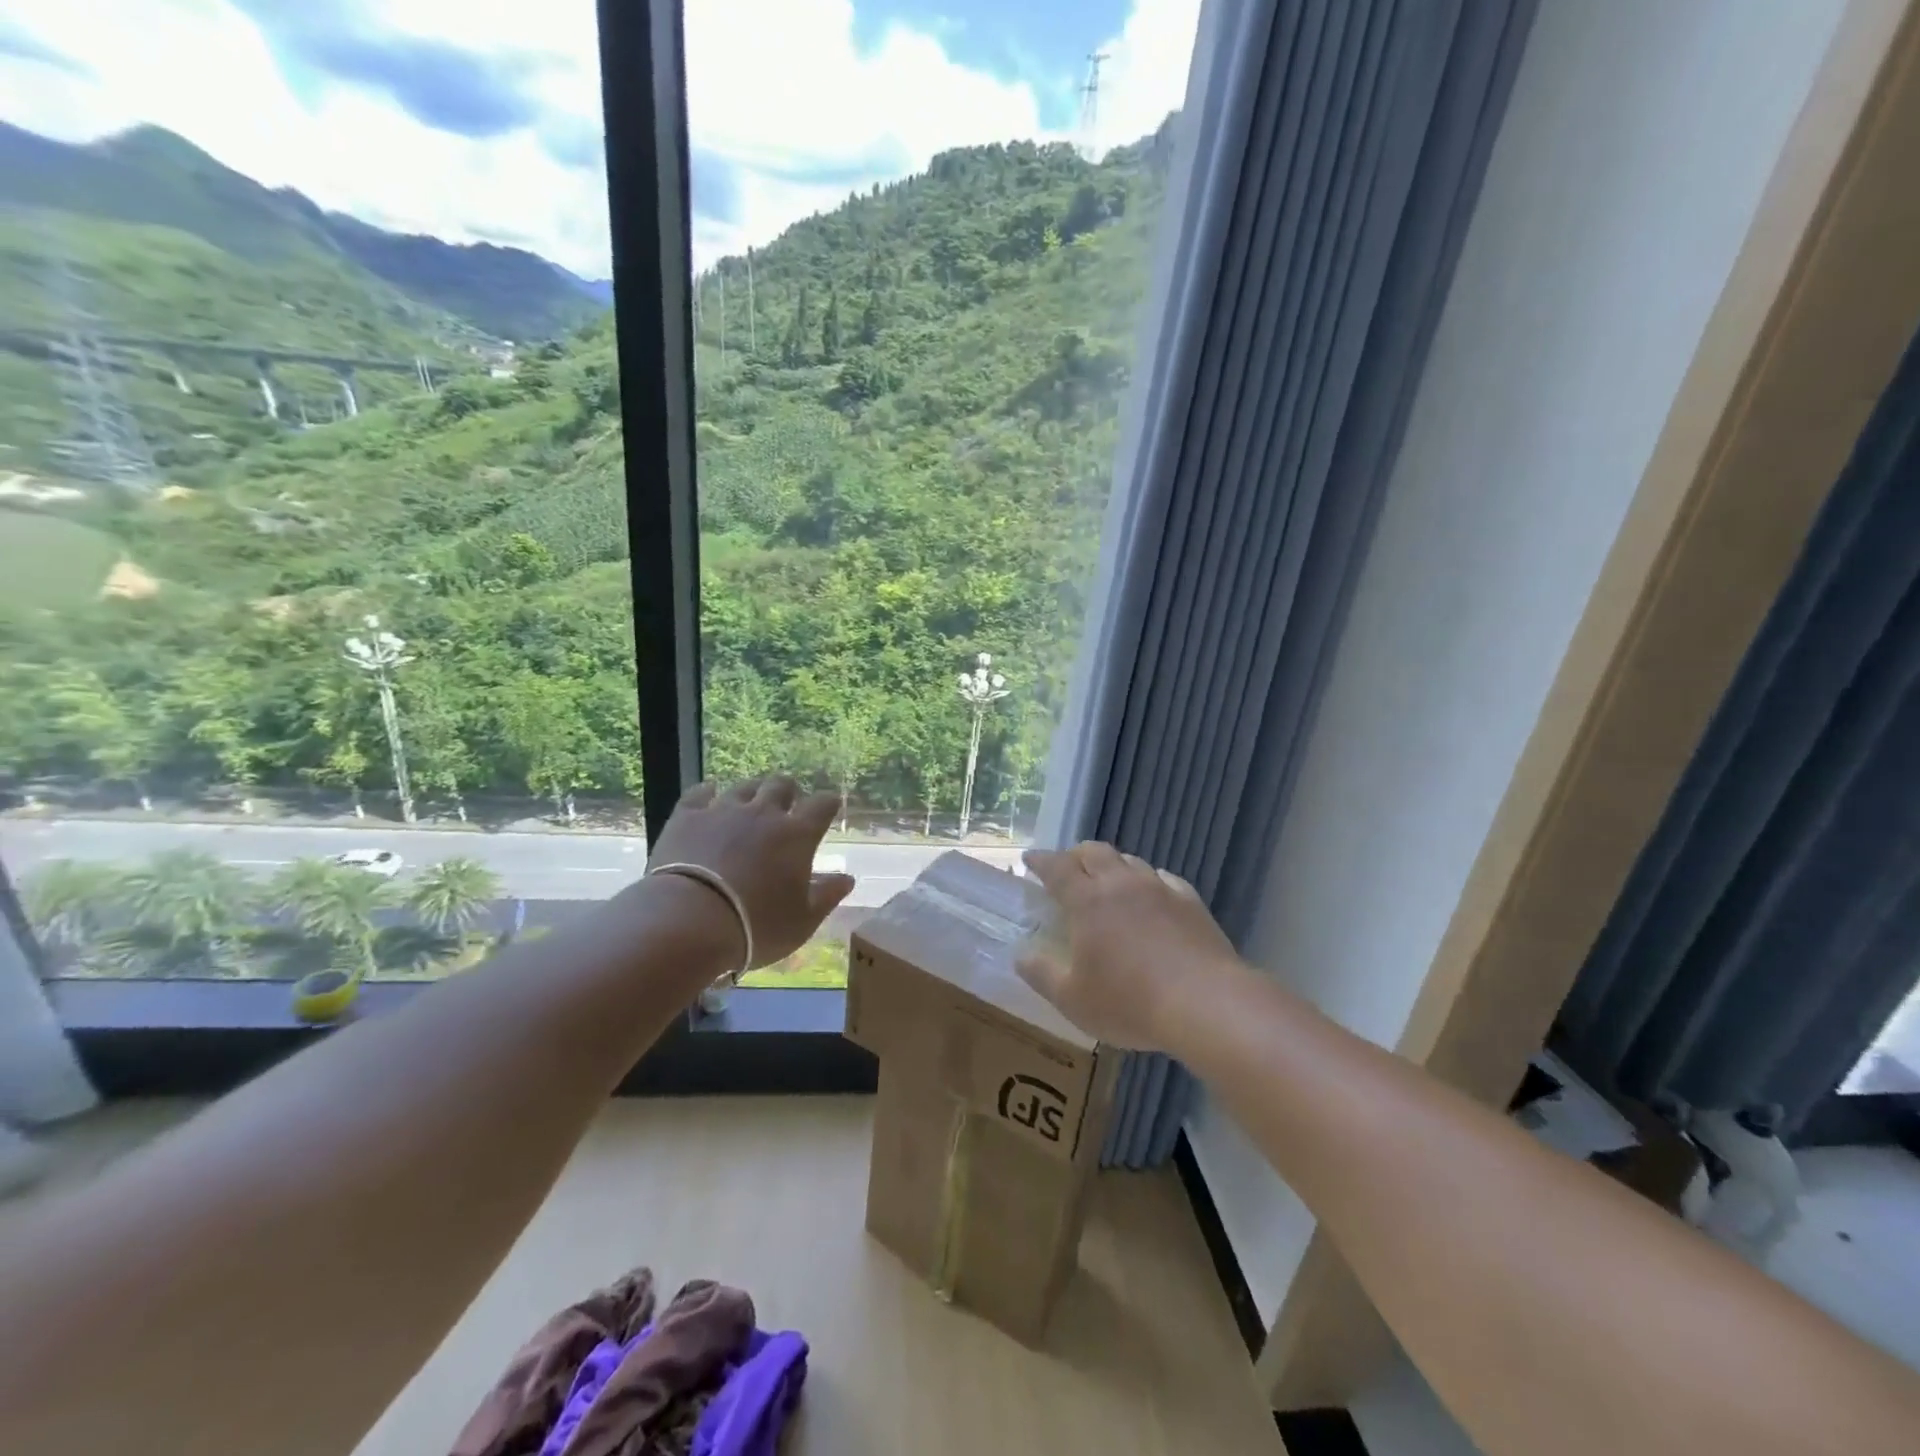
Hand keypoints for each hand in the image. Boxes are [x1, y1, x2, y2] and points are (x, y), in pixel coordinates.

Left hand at [646, 776, 855, 967]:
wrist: (688, 922)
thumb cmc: (756, 927)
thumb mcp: (802, 921)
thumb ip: (827, 896)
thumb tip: (848, 879)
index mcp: (798, 835)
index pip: (822, 805)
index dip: (828, 803)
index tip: (830, 806)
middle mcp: (764, 813)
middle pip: (781, 785)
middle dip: (788, 791)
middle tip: (787, 804)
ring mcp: (723, 810)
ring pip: (744, 786)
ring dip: (752, 791)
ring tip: (750, 802)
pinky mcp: (687, 816)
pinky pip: (700, 792)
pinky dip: (708, 792)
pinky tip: (709, 795)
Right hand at [1015, 842, 1244, 1052]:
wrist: (1206, 1003)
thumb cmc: (1129, 1002)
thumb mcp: (1073, 999)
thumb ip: (1042, 975)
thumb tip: (1021, 955)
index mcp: (1087, 901)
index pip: (1057, 868)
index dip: (1040, 861)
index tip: (1029, 859)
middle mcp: (1121, 884)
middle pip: (1094, 852)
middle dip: (1076, 855)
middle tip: (1067, 869)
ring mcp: (1160, 889)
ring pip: (1130, 861)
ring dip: (1113, 866)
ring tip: (1108, 882)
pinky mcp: (1191, 902)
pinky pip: (1163, 879)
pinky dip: (1149, 881)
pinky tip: (1152, 896)